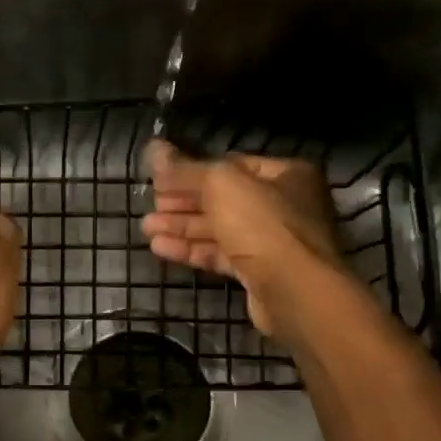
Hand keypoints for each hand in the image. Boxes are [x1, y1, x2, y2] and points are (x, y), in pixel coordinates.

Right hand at [140, 140, 344, 339]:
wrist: (294, 291)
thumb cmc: (263, 226)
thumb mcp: (221, 185)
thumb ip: (186, 169)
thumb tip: (155, 149)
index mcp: (285, 174)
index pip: (230, 165)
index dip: (192, 171)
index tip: (159, 180)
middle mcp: (283, 205)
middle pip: (223, 198)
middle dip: (183, 202)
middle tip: (150, 206)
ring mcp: (272, 241)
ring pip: (219, 229)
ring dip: (181, 227)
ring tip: (146, 228)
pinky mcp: (258, 272)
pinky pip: (221, 255)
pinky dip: (192, 250)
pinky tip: (160, 249)